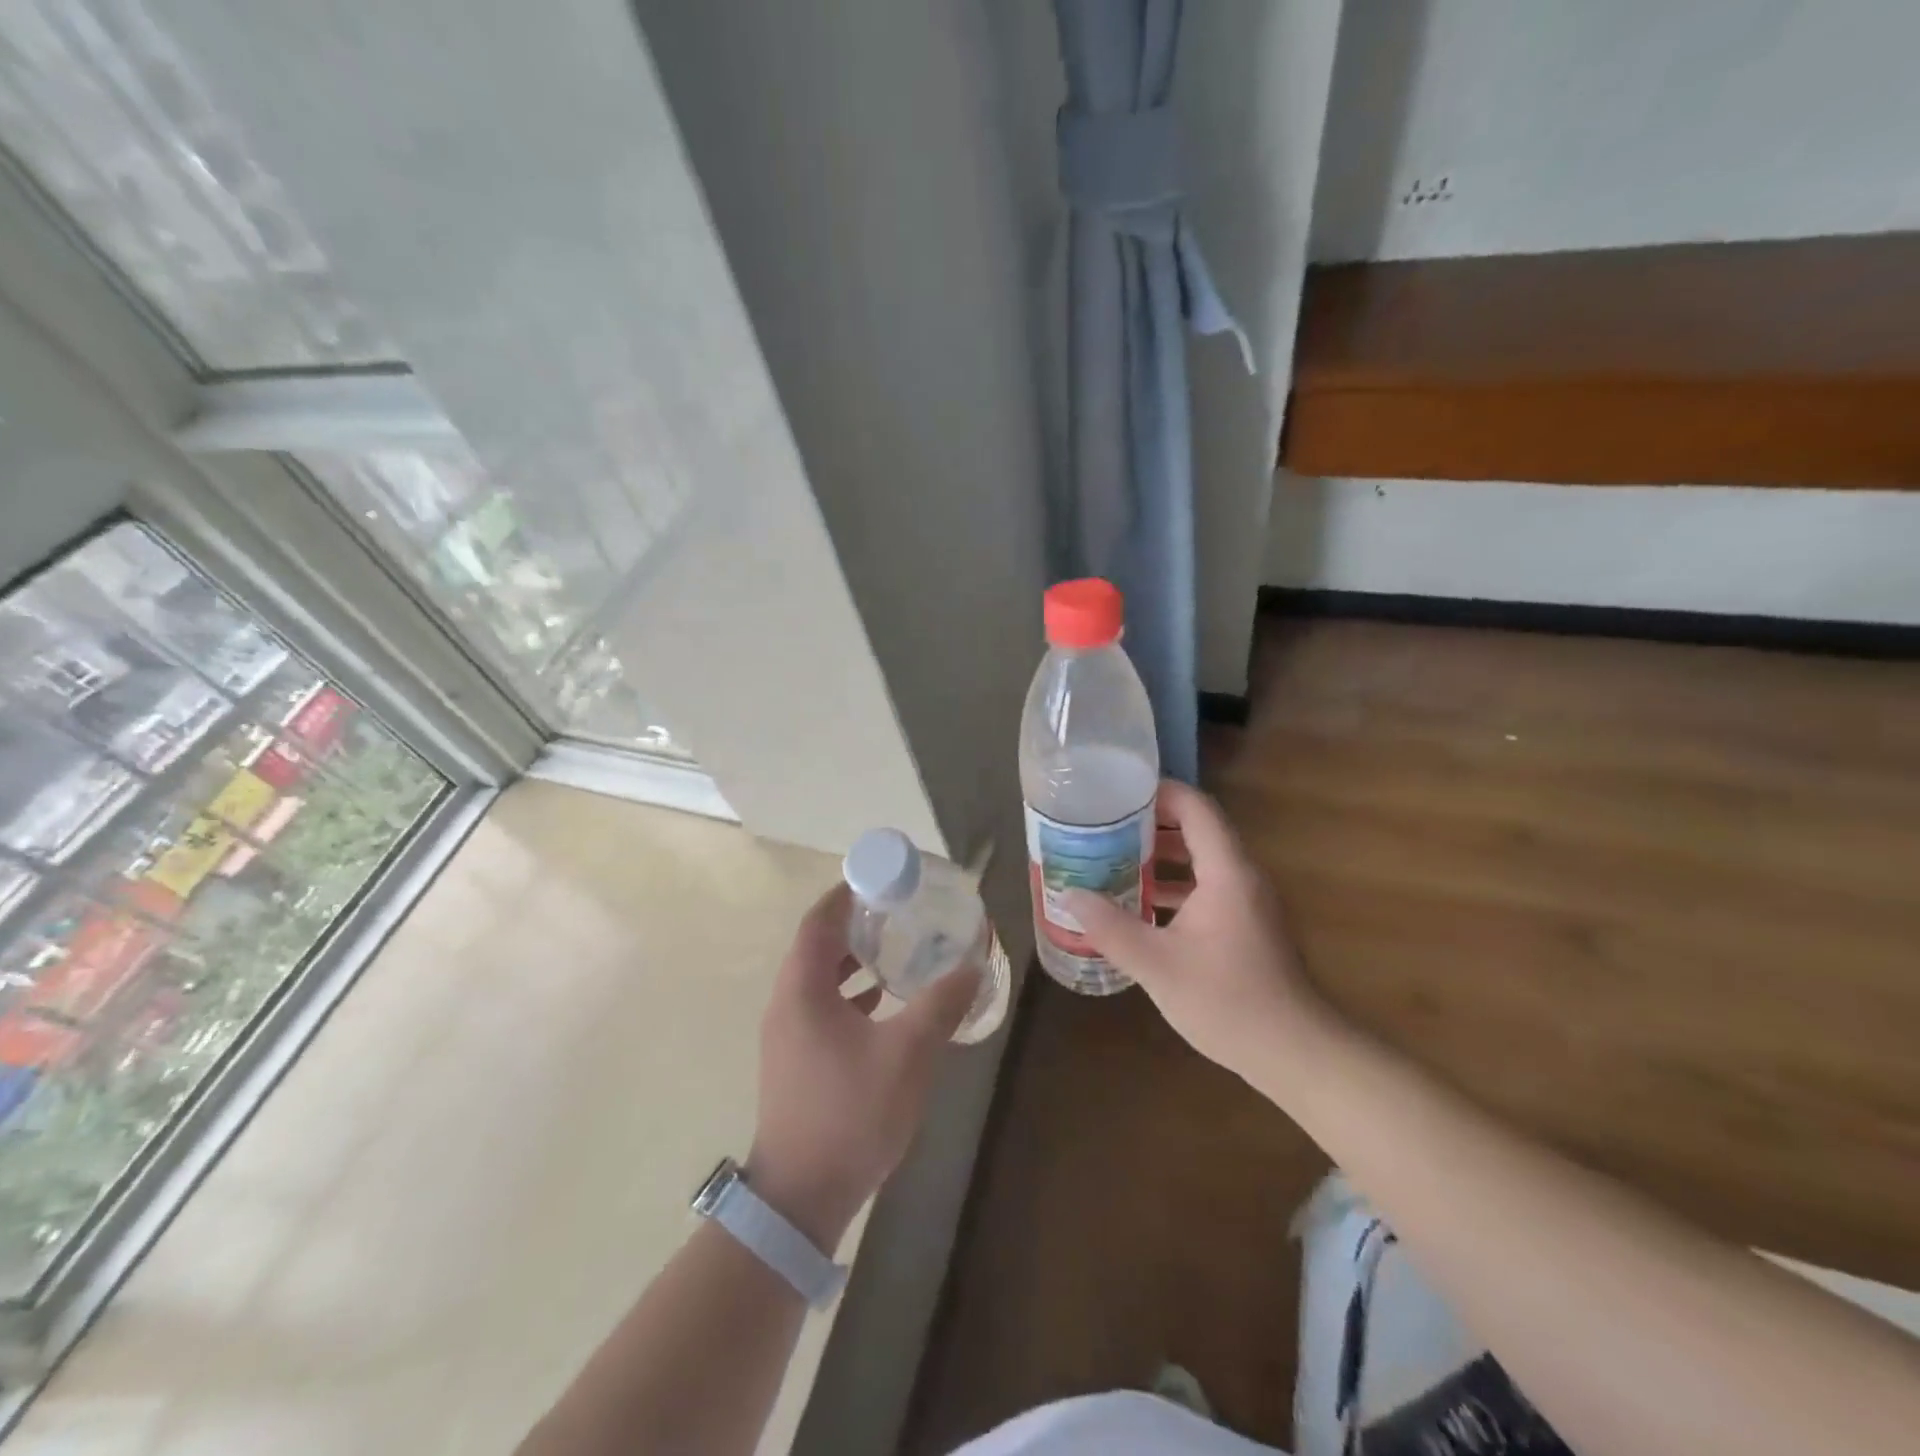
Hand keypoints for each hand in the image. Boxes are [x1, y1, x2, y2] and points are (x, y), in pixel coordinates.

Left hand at [747, 881, 975, 1250]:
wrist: (801, 1197)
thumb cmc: (850, 1114)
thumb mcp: (908, 1054)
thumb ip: (941, 1004)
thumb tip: (972, 964)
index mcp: (803, 989)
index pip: (819, 919)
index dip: (847, 893)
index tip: (884, 879)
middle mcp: (787, 1002)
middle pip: (818, 944)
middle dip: (857, 923)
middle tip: (900, 911)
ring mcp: (788, 1033)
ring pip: (820, 977)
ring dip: (855, 958)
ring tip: (898, 949)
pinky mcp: (796, 1058)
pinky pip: (822, 1005)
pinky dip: (851, 991)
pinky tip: (886, 1002)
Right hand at [1067, 780, 1333, 1095]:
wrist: (1295, 1052)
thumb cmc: (1227, 1002)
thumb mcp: (1157, 965)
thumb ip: (1111, 927)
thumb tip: (1070, 895)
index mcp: (1226, 872)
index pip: (1195, 808)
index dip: (1157, 792)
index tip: (1115, 792)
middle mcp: (1241, 876)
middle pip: (1196, 830)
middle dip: (1149, 824)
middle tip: (1103, 827)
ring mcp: (1247, 902)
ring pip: (1200, 861)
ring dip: (1160, 857)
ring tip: (1112, 861)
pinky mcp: (1246, 925)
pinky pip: (1206, 888)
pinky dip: (1174, 886)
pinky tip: (1140, 906)